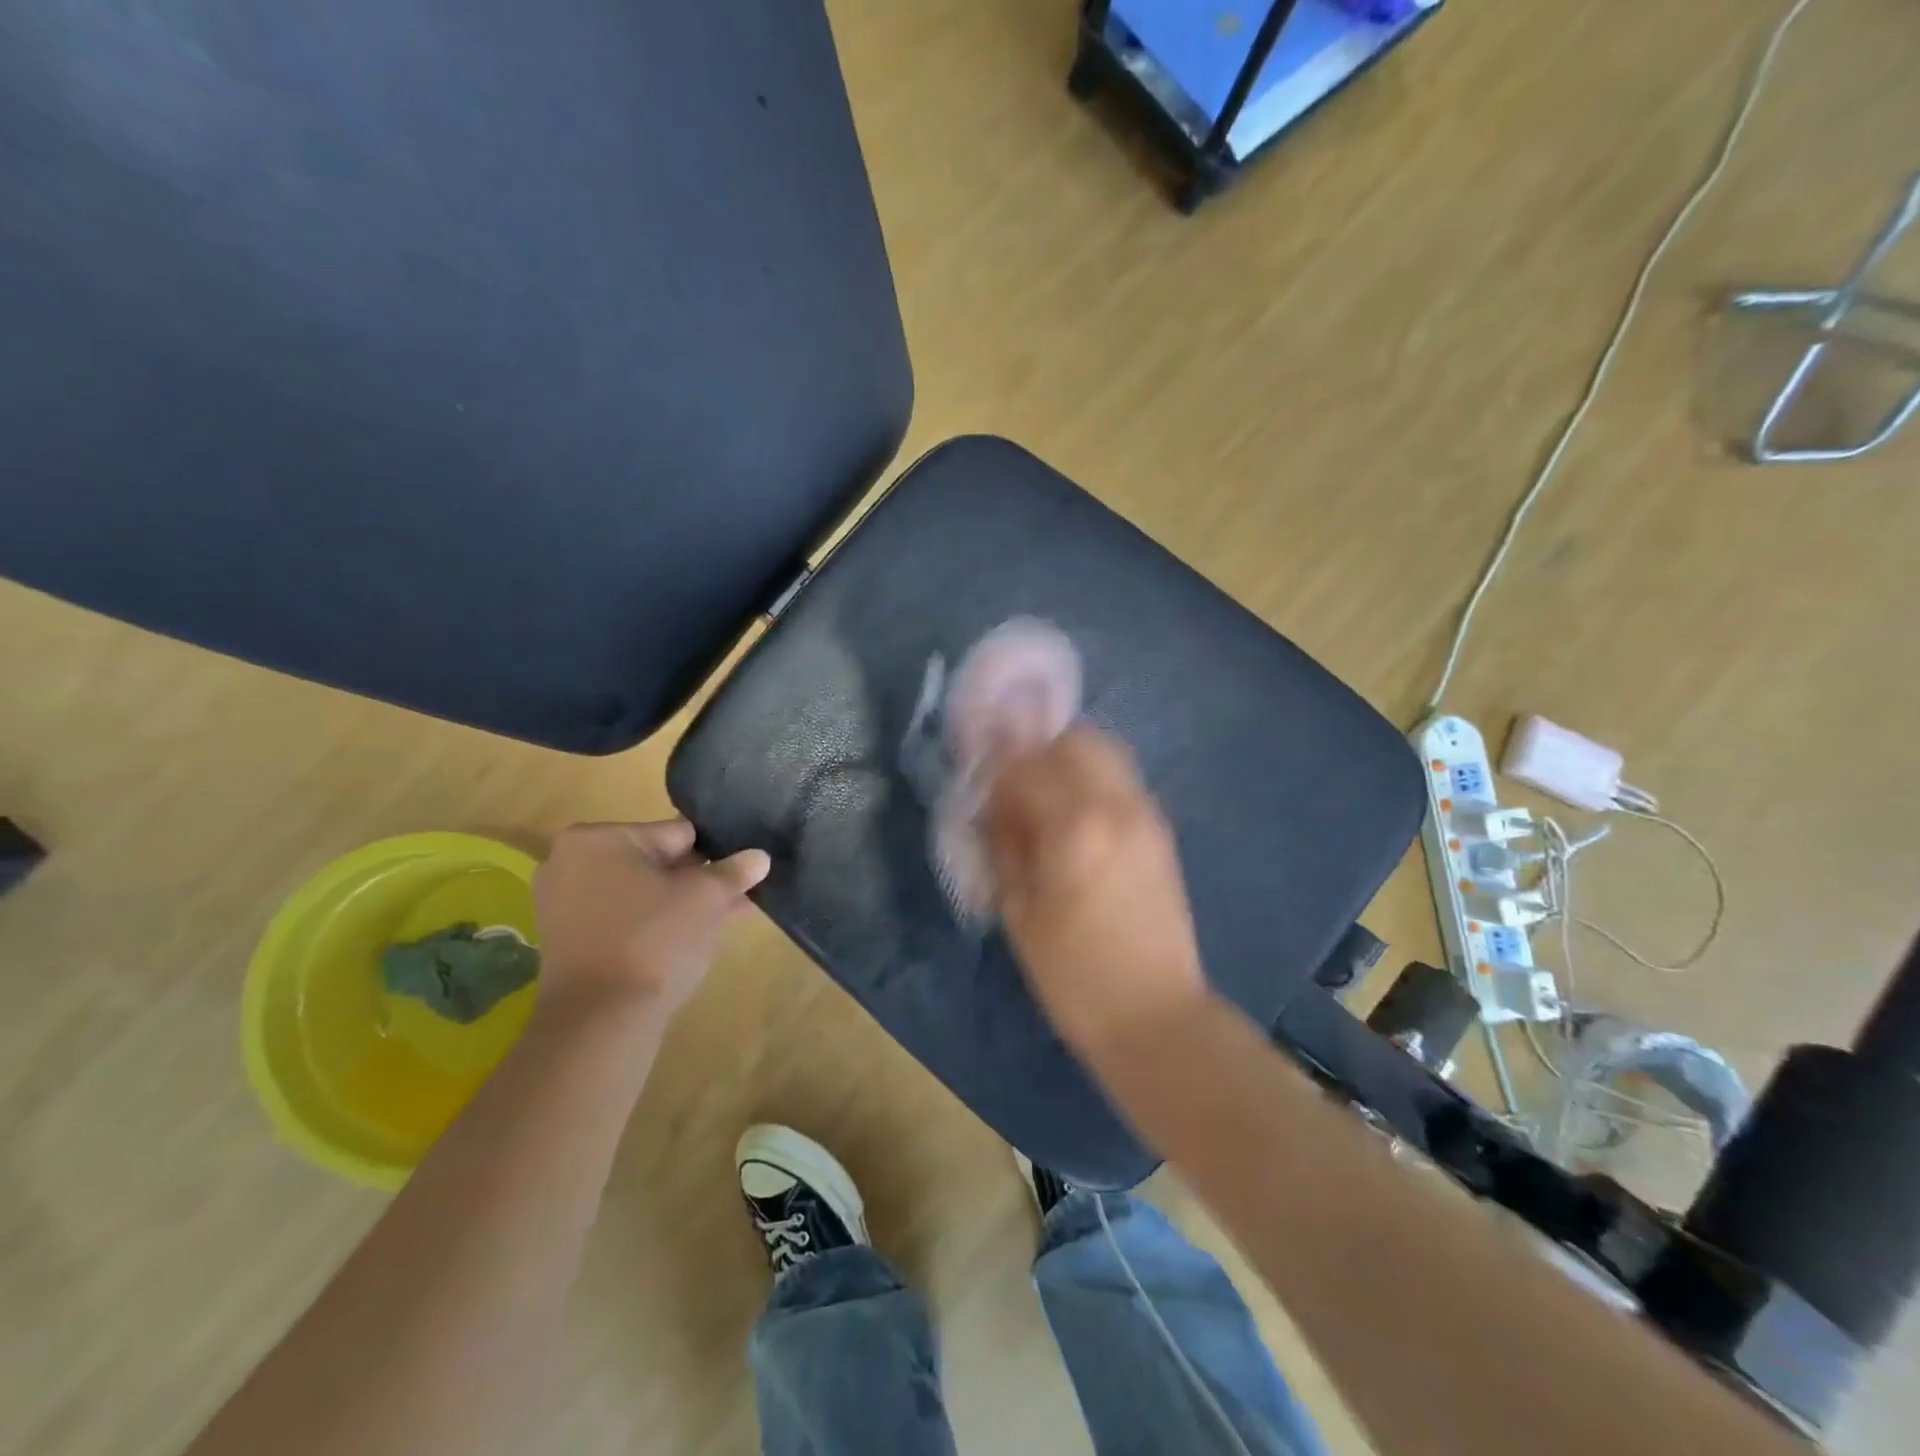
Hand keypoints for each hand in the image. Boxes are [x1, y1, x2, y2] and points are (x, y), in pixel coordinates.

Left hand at [532, 820, 769, 1025]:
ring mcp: (563, 904)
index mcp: (598, 838)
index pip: (676, 833)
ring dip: (680, 902)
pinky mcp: (567, 941)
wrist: (601, 1020)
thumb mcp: (707, 898)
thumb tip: (759, 857)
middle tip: (735, 896)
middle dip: (697, 879)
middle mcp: (570, 862)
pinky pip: (623, 918)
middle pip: (656, 862)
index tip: (740, 872)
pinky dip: (653, 923)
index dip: (714, 853)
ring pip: (641, 892)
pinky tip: (692, 936)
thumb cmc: (654, 939)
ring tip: (725, 916)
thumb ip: (734, 871)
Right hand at [981, 727, 1207, 1056]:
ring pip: (1106, 753)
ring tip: (1041, 793)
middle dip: (1037, 748)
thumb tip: (994, 805)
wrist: (1156, 1016)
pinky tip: (1073, 815)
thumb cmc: (1074, 976)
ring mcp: (1146, 815)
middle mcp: (1116, 806)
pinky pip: (1121, 781)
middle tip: (1012, 777)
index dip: (996, 761)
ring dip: (1068, 758)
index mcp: (1074, 827)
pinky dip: (1092, 779)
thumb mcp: (1020, 913)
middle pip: (1076, 740)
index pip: (1027, 765)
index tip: (976, 767)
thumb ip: (1005, 846)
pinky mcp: (1161, 832)